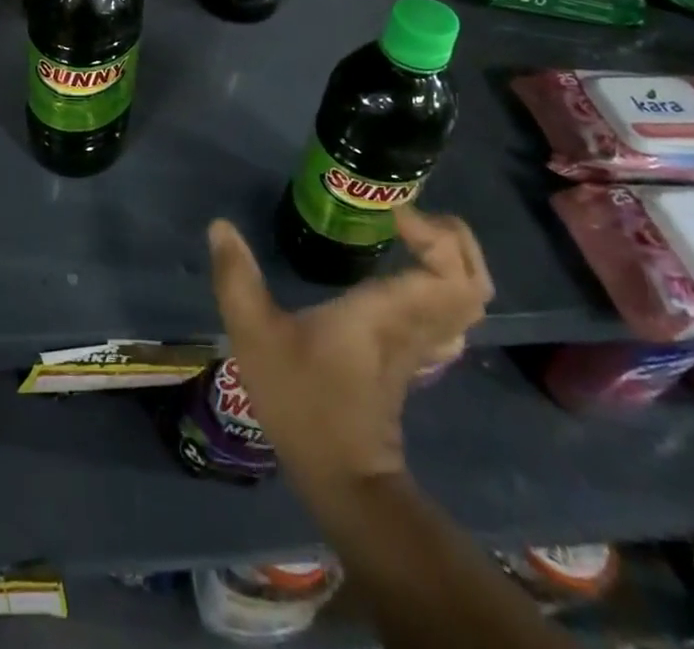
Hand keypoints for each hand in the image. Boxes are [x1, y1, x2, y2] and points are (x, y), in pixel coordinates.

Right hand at [208, 206, 491, 487]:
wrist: (342, 479)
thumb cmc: (302, 401)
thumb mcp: (255, 335)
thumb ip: (236, 277)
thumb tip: (220, 226)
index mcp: (389, 312)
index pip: (450, 273)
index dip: (437, 236)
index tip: (395, 214)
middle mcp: (416, 324)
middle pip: (473, 281)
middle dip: (455, 240)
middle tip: (408, 216)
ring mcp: (422, 346)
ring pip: (468, 301)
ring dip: (453, 261)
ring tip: (410, 235)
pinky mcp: (416, 359)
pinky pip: (451, 316)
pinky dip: (442, 286)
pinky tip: (408, 274)